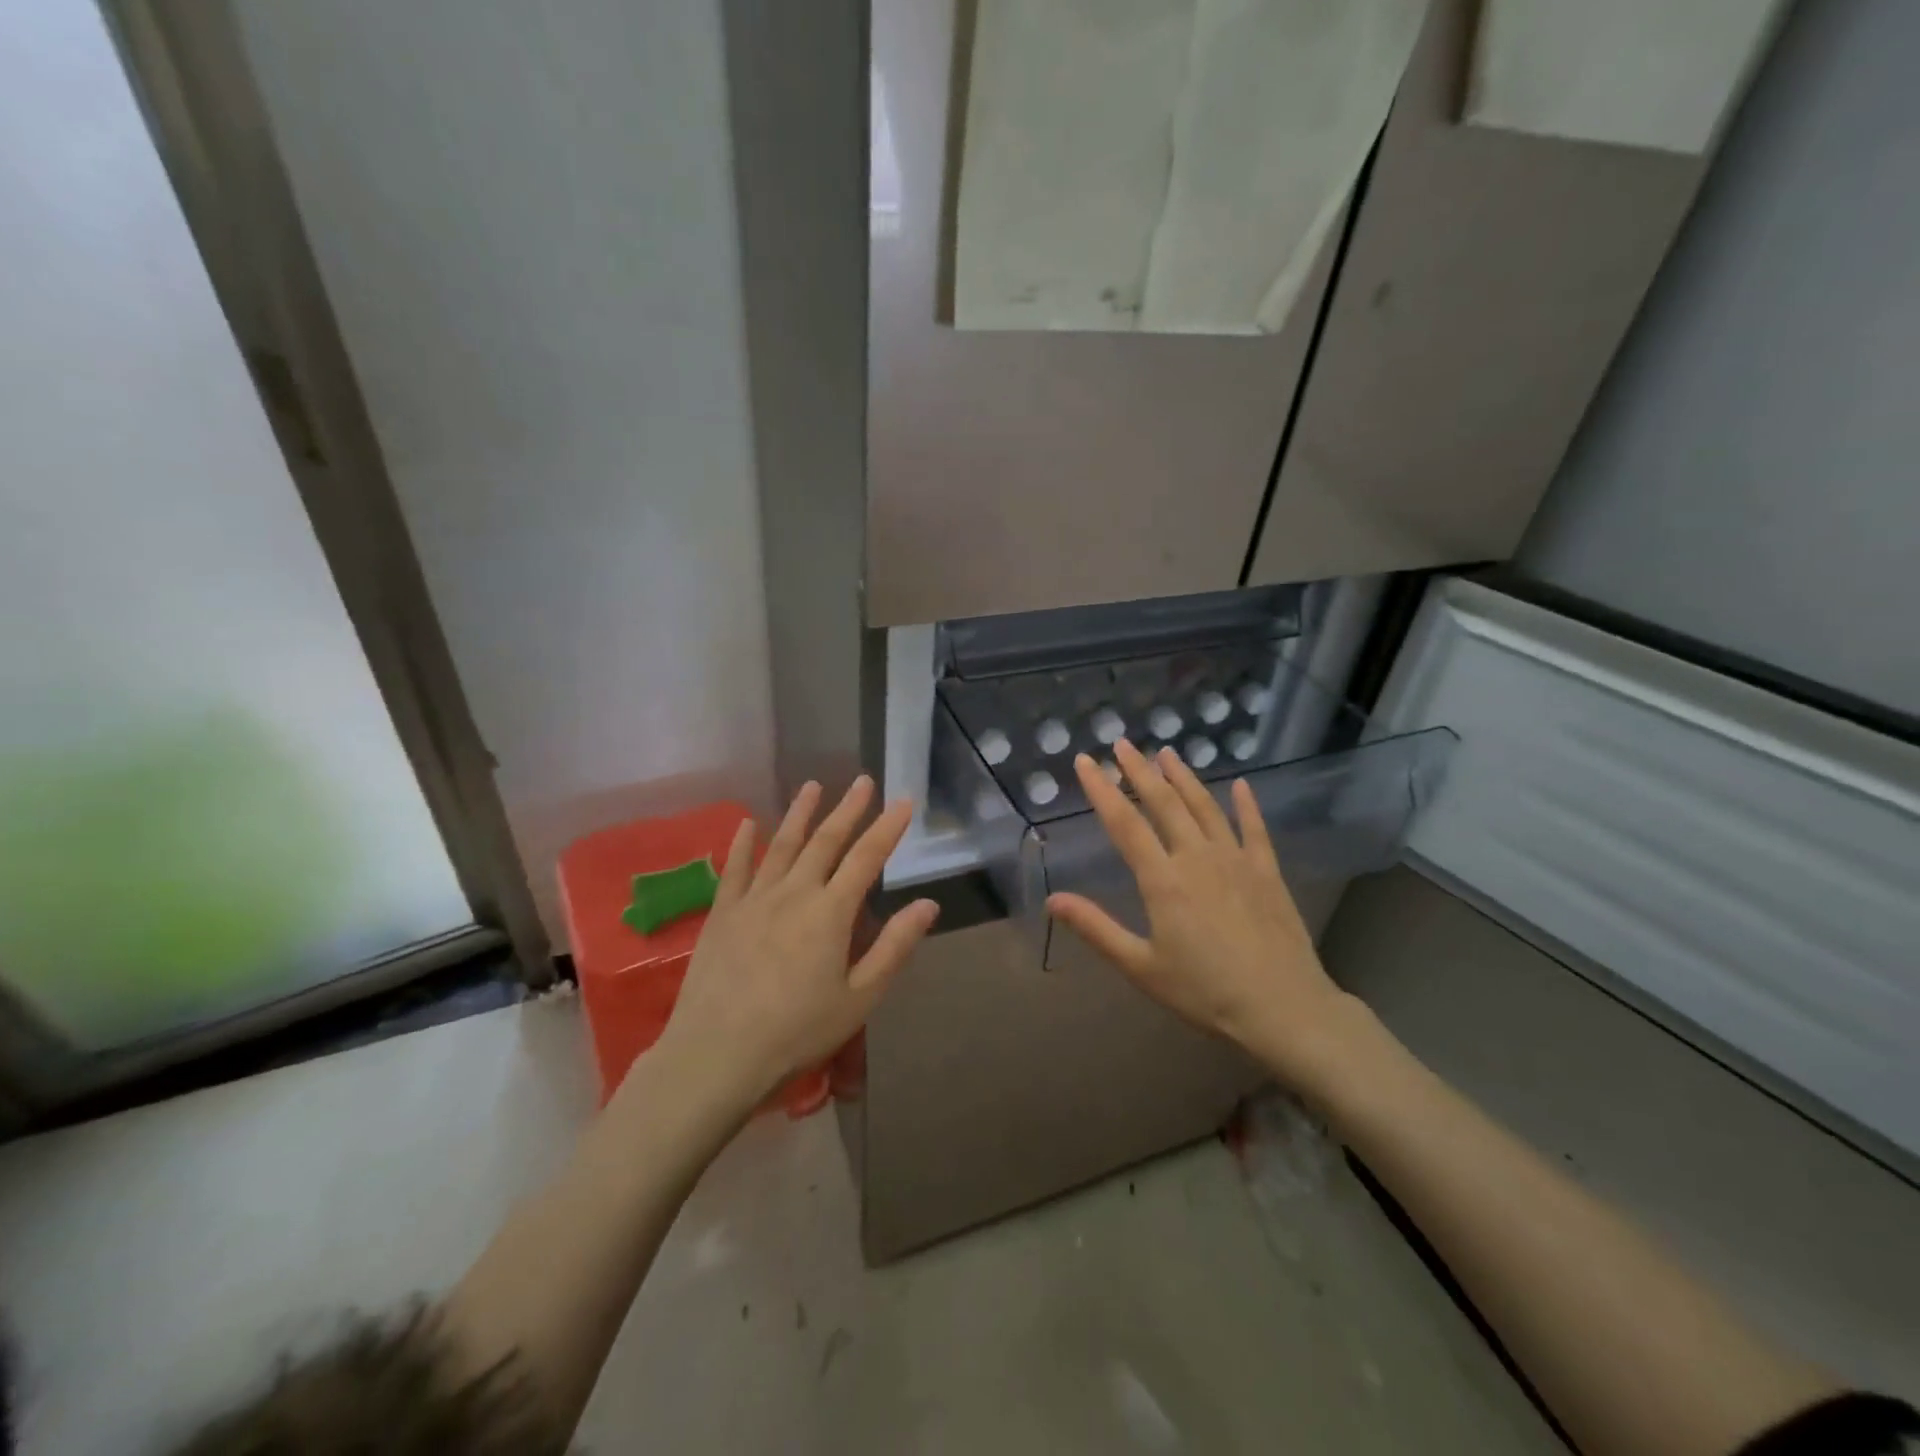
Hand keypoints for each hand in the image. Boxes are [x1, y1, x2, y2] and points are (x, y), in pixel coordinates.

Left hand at [659, 777, 937, 1108]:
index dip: (887, 828)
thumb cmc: (797, 1031)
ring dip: (800, 813)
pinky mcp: (722, 913)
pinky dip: (742, 843)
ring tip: (813, 786)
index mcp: (831, 912)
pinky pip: (735, 869)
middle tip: (862, 781)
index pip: (866, 858)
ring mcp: (753, 899)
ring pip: (781, 845)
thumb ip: (894, 947)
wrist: (716, 1054)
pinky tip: (747, 823)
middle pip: (825, 841)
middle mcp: (794, 893)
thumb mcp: (859, 997)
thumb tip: (928, 904)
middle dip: (848, 809)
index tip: (903, 801)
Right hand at [1047, 739, 1371, 1095]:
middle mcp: (1197, 858)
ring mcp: (1236, 860)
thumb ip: (1096, 929)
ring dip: (1184, 778)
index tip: (1086, 761)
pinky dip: (1246, 805)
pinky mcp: (1267, 872)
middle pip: (1164, 804)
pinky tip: (1241, 785)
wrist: (1284, 1009)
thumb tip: (1052, 900)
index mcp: (1163, 880)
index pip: (1124, 824)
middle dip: (1140, 771)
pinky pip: (1255, 829)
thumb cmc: (1205, 993)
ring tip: (1167, 752)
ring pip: (1205, 807)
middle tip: (1123, 743)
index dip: (1102, 789)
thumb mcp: (1141, 967)